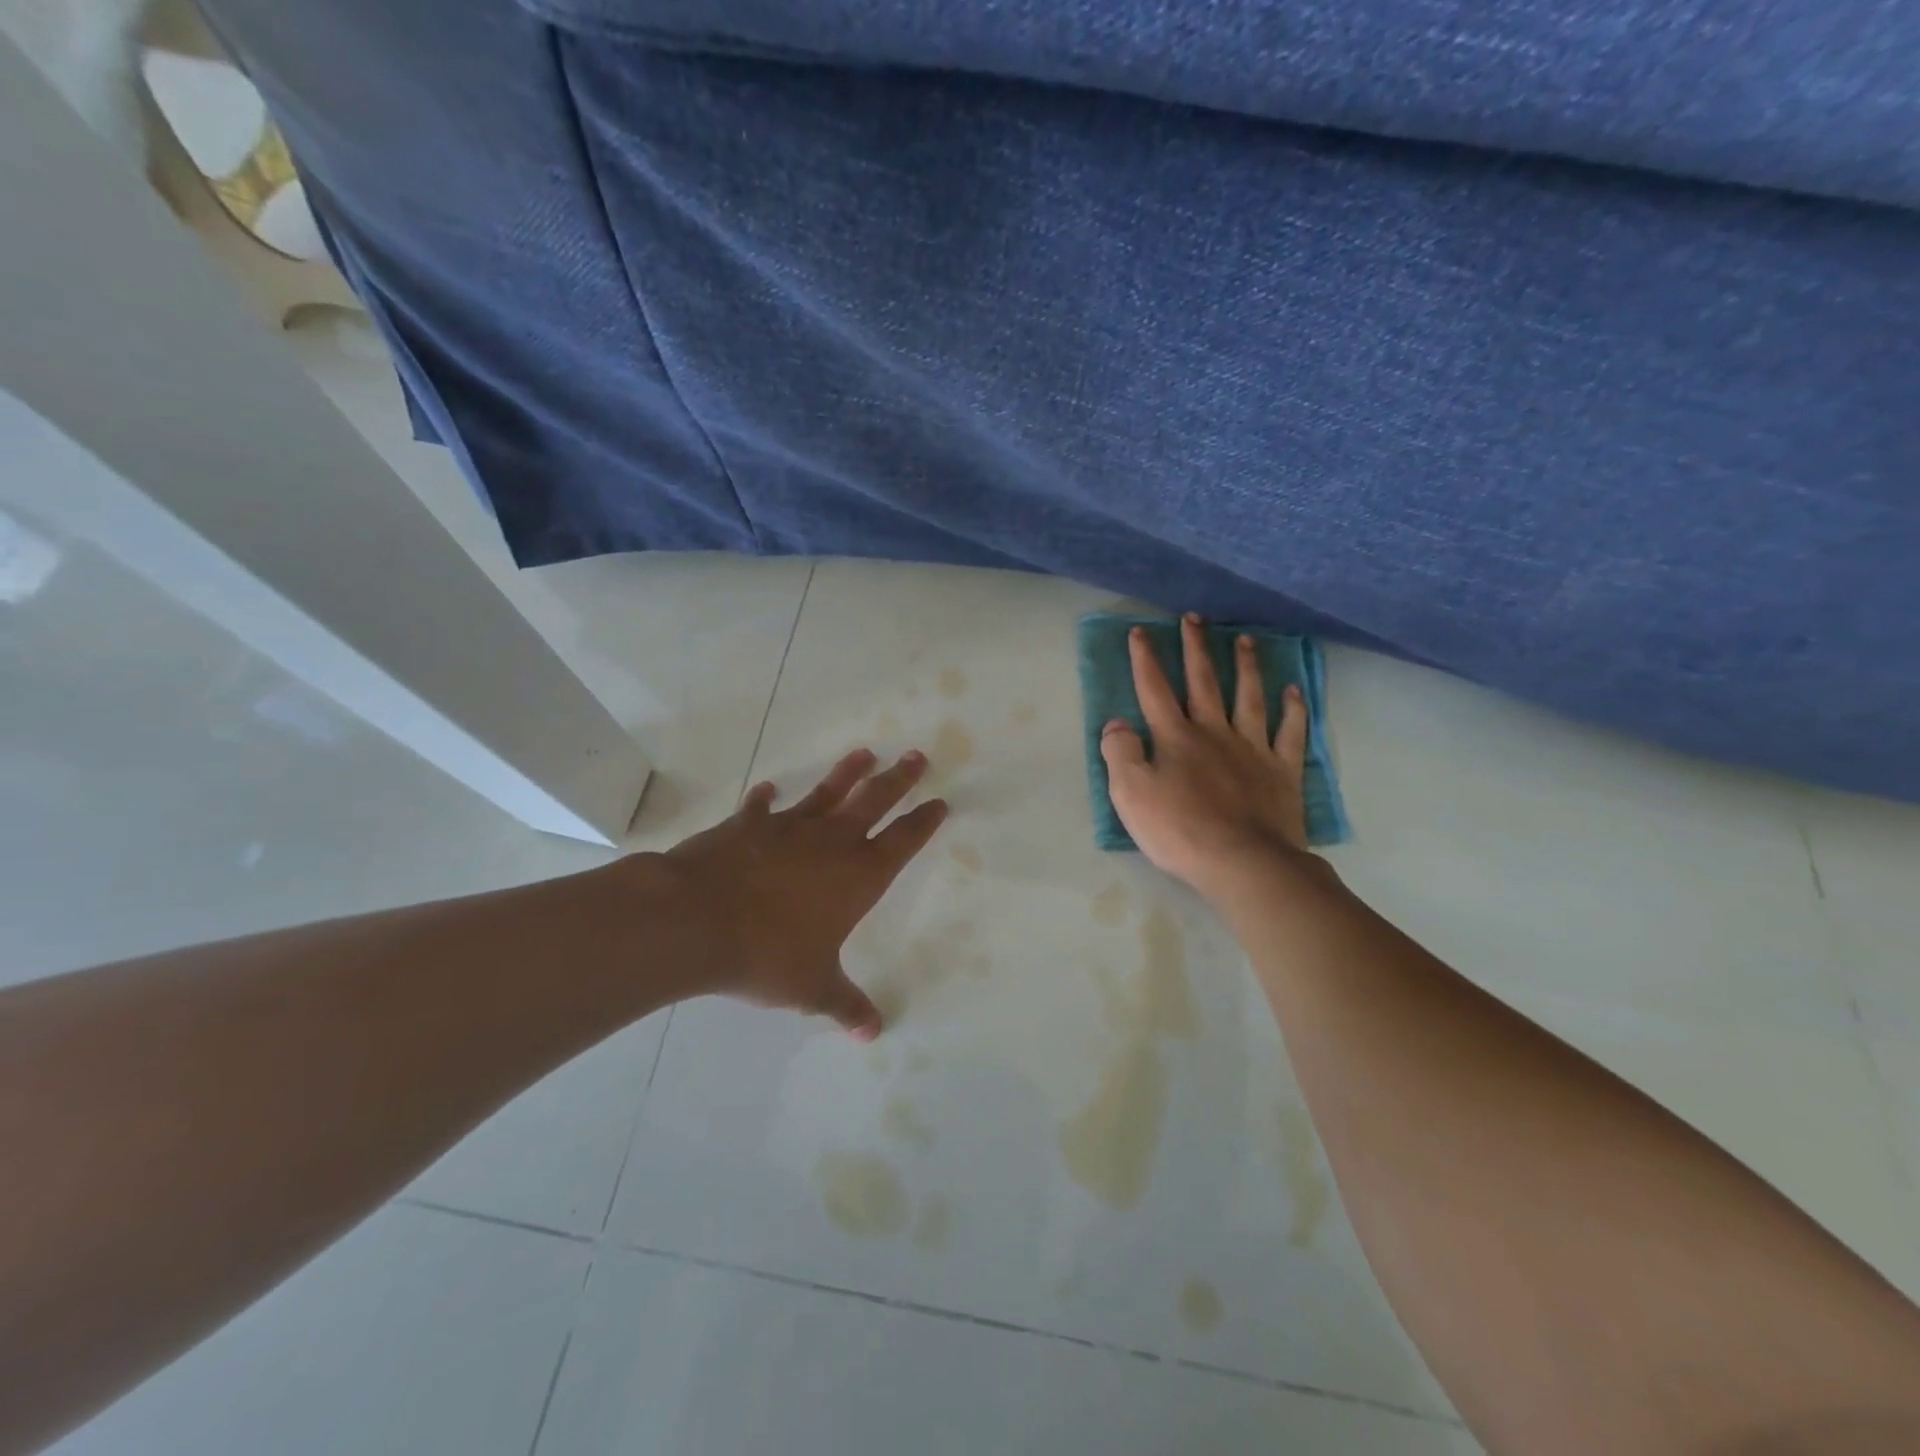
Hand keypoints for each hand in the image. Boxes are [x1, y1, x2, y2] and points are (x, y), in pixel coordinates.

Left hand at [658, 748, 947, 1038]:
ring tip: (864, 753)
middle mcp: (831, 842)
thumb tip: (873, 1033)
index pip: (903, 841)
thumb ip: (845, 1005)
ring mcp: (788, 827)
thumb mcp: (813, 988)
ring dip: (846, 773)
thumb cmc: (766, 954)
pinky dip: (766, 799)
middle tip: (917, 756)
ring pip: (827, 792)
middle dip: (898, 779)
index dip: (923, 822)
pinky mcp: (747, 824)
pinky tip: (768, 790)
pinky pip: (761, 807)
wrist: (696, 921)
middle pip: (875, 801)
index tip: (939, 802)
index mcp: (858, 876)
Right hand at [1100, 613, 1311, 899]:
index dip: (1145, 659)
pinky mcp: (1282, 771)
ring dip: (1246, 666)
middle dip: (1196, 648)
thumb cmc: (1180, 831)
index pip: (1154, 689)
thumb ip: (1119, 753)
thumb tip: (1116, 723)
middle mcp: (1214, 732)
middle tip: (1195, 617)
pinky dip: (1293, 710)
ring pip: (1250, 697)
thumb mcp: (1130, 794)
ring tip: (1245, 639)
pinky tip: (1294, 691)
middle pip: (1204, 681)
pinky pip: (1290, 732)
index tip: (1140, 631)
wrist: (1244, 862)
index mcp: (1175, 738)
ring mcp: (1253, 749)